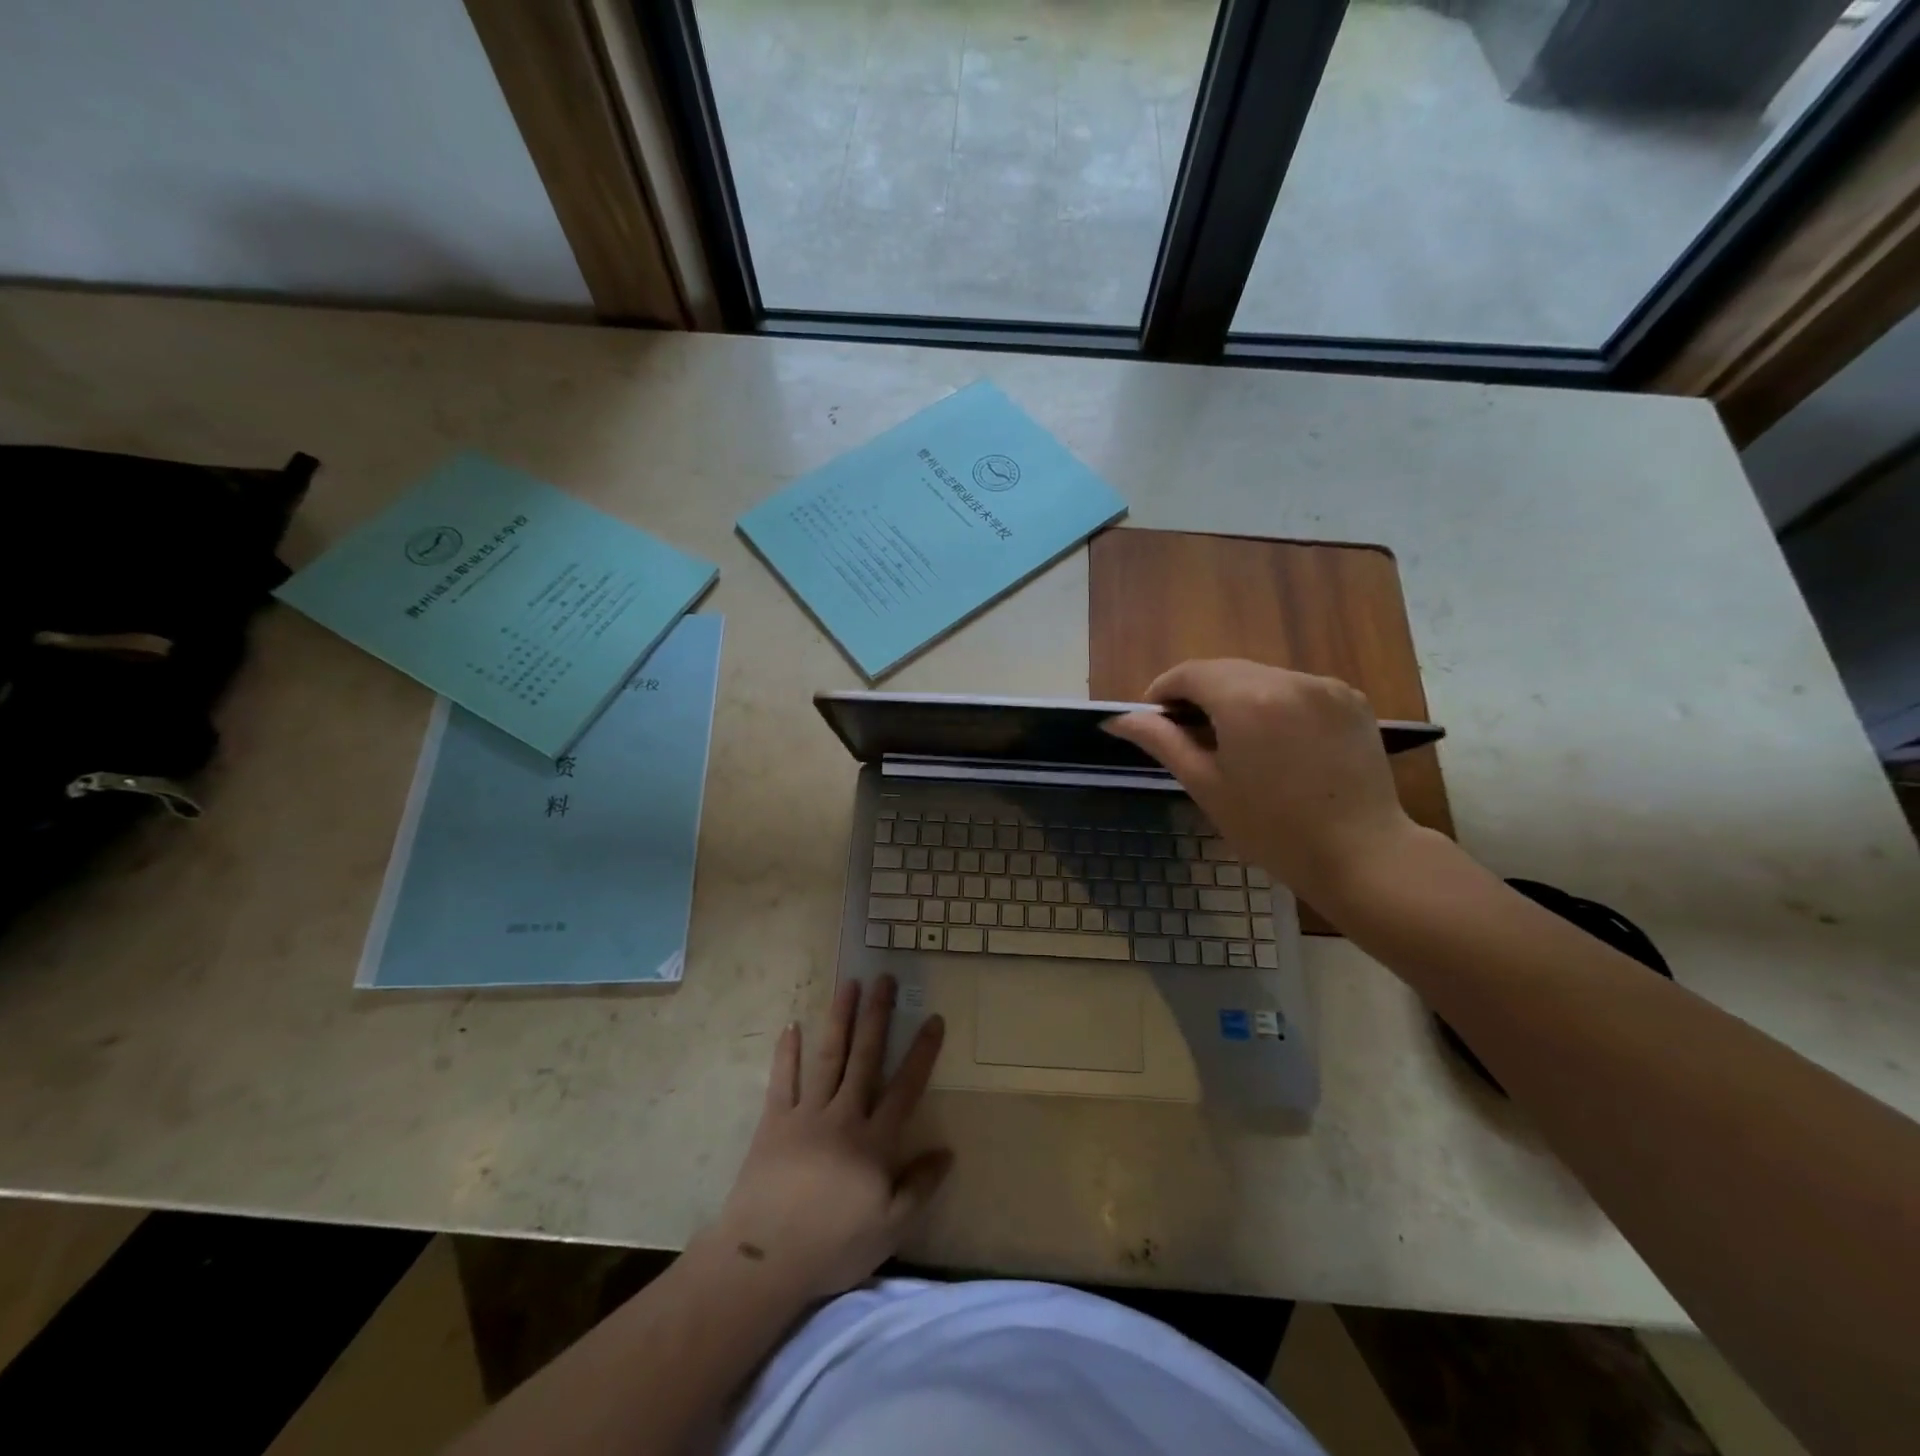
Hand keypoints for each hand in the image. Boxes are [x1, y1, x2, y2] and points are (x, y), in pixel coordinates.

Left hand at [710, 977, 950, 1303]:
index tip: (933, 1018)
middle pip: (865, 1057)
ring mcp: (807, 1115)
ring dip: (840, 1018)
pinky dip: (786, 1052)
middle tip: (885, 979)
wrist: (765, 1259)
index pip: (905, 1087)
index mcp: (874, 1142)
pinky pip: (782, 1080)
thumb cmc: (833, 1246)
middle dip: (877, 1016)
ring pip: (828, 1057)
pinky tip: (791, 1025)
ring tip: (849, 984)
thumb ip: (920, 1187)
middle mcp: (844, 1116)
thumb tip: (948, 1152)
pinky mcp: (774, 1122)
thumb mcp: (890, 1229)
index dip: (921, 1053)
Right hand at [1105, 659, 1419, 904]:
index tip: (1156, 720)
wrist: (1362, 854)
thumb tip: (1118, 720)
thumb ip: (1162, 741)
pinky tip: (1278, 743)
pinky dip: (1276, 704)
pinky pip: (1297, 688)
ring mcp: (1325, 686)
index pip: (1190, 673)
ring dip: (1238, 698)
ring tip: (1237, 742)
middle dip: (1200, 694)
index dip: (1164, 691)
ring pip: (1261, 677)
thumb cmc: (1272, 829)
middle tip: (1190, 735)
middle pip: (1226, 670)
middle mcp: (1287, 679)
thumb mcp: (1206, 785)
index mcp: (1246, 699)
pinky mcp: (1352, 699)